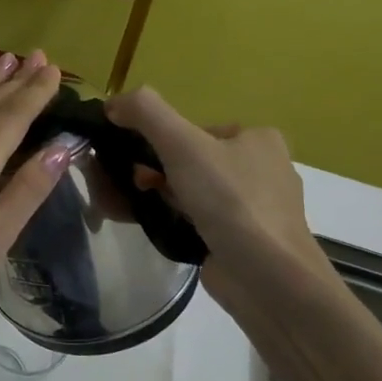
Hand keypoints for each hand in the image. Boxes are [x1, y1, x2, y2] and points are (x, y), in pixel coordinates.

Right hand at [104, 87, 325, 294]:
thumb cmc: (230, 201)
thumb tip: (113, 102)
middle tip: (134, 186)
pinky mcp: (244, 241)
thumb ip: (146, 113)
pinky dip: (174, 220)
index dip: (160, 142)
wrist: (268, 278)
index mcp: (258, 139)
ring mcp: (255, 209)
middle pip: (191, 161)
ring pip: (193, 192)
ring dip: (160, 196)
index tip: (136, 160)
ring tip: (135, 208)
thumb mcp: (182, 144)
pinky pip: (199, 221)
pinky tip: (156, 227)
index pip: (195, 130)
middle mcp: (263, 170)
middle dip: (155, 171)